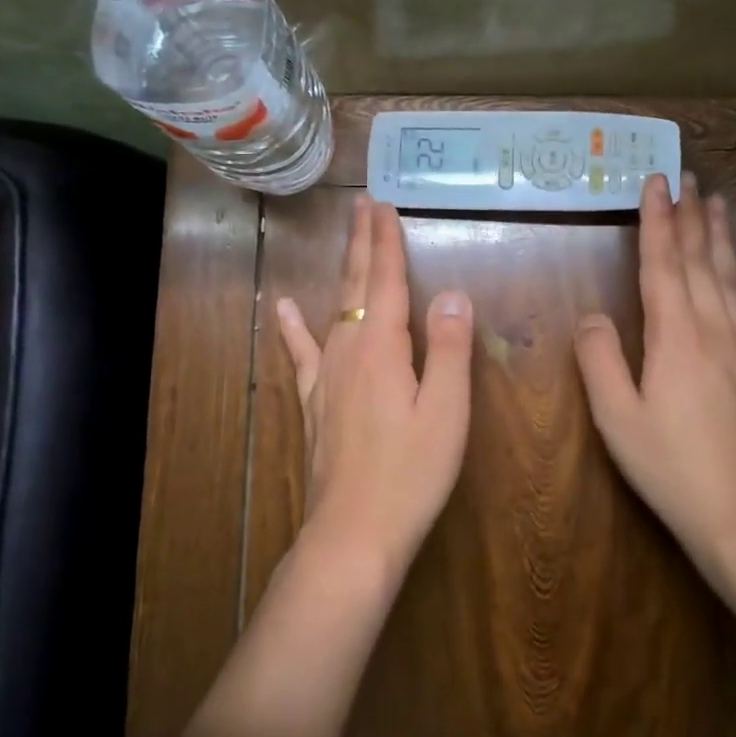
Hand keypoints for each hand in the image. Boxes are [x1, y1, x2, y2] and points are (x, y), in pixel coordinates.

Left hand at [274, 196, 474, 578]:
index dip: (386, 242)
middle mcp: (348, 351)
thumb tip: (452, 293)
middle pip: (356, 286)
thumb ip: (449, 349)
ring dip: (344, 272)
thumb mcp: (446, 411)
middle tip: (363, 204)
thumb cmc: (411, 473)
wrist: (354, 532)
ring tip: (346, 241)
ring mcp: (326, 377)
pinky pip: (303, 353)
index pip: (385, 281)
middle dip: (362, 243)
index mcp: (382, 349)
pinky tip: (283, 309)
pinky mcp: (315, 403)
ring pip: (334, 310)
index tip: (383, 205)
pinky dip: (293, 328)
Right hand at [574, 173, 735, 570]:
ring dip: (721, 237)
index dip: (657, 221)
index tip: (655, 182)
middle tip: (687, 176)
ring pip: (730, 278)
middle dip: (690, 215)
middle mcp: (711, 329)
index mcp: (674, 336)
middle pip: (699, 261)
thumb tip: (592, 316)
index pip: (662, 264)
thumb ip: (600, 360)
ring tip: (717, 202)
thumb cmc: (669, 465)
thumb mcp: (616, 417)